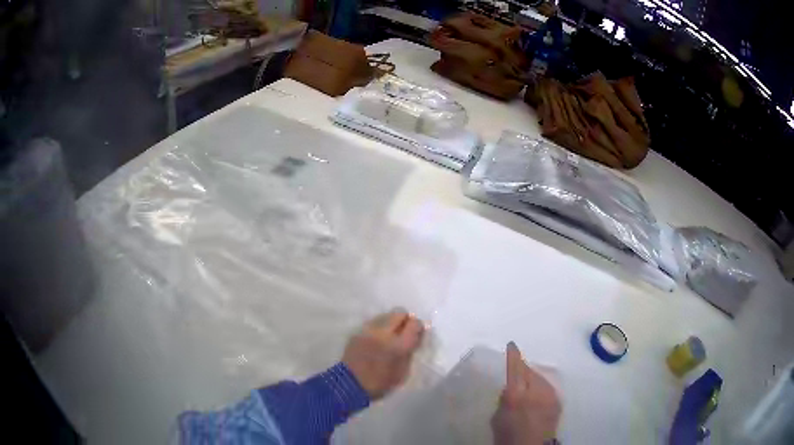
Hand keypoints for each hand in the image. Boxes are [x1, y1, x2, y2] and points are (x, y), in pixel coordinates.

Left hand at [342, 309, 424, 399]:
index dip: (418, 328)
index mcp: (398, 345)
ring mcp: (369, 330)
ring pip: (385, 315)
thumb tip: (414, 339)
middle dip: (405, 320)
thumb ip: (409, 352)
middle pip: (400, 312)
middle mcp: (384, 332)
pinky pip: (373, 323)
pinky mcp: (358, 332)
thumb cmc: (380, 383)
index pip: (415, 323)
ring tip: (389, 335)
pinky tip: (377, 339)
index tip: (417, 334)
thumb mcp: (402, 372)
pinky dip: (379, 328)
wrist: (350, 384)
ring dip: (391, 322)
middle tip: (404, 332)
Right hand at [491, 342, 561, 444]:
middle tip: (516, 369)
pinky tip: (537, 393)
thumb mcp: (497, 418)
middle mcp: (535, 391)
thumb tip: (509, 388)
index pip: (515, 369)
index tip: (512, 344)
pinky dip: (541, 386)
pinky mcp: (558, 400)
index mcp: (516, 395)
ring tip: (527, 383)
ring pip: (540, 377)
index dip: (513, 355)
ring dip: (532, 377)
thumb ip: (504, 399)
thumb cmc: (508, 436)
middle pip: (529, 371)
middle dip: (522, 368)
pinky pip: (548, 387)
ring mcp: (549, 395)